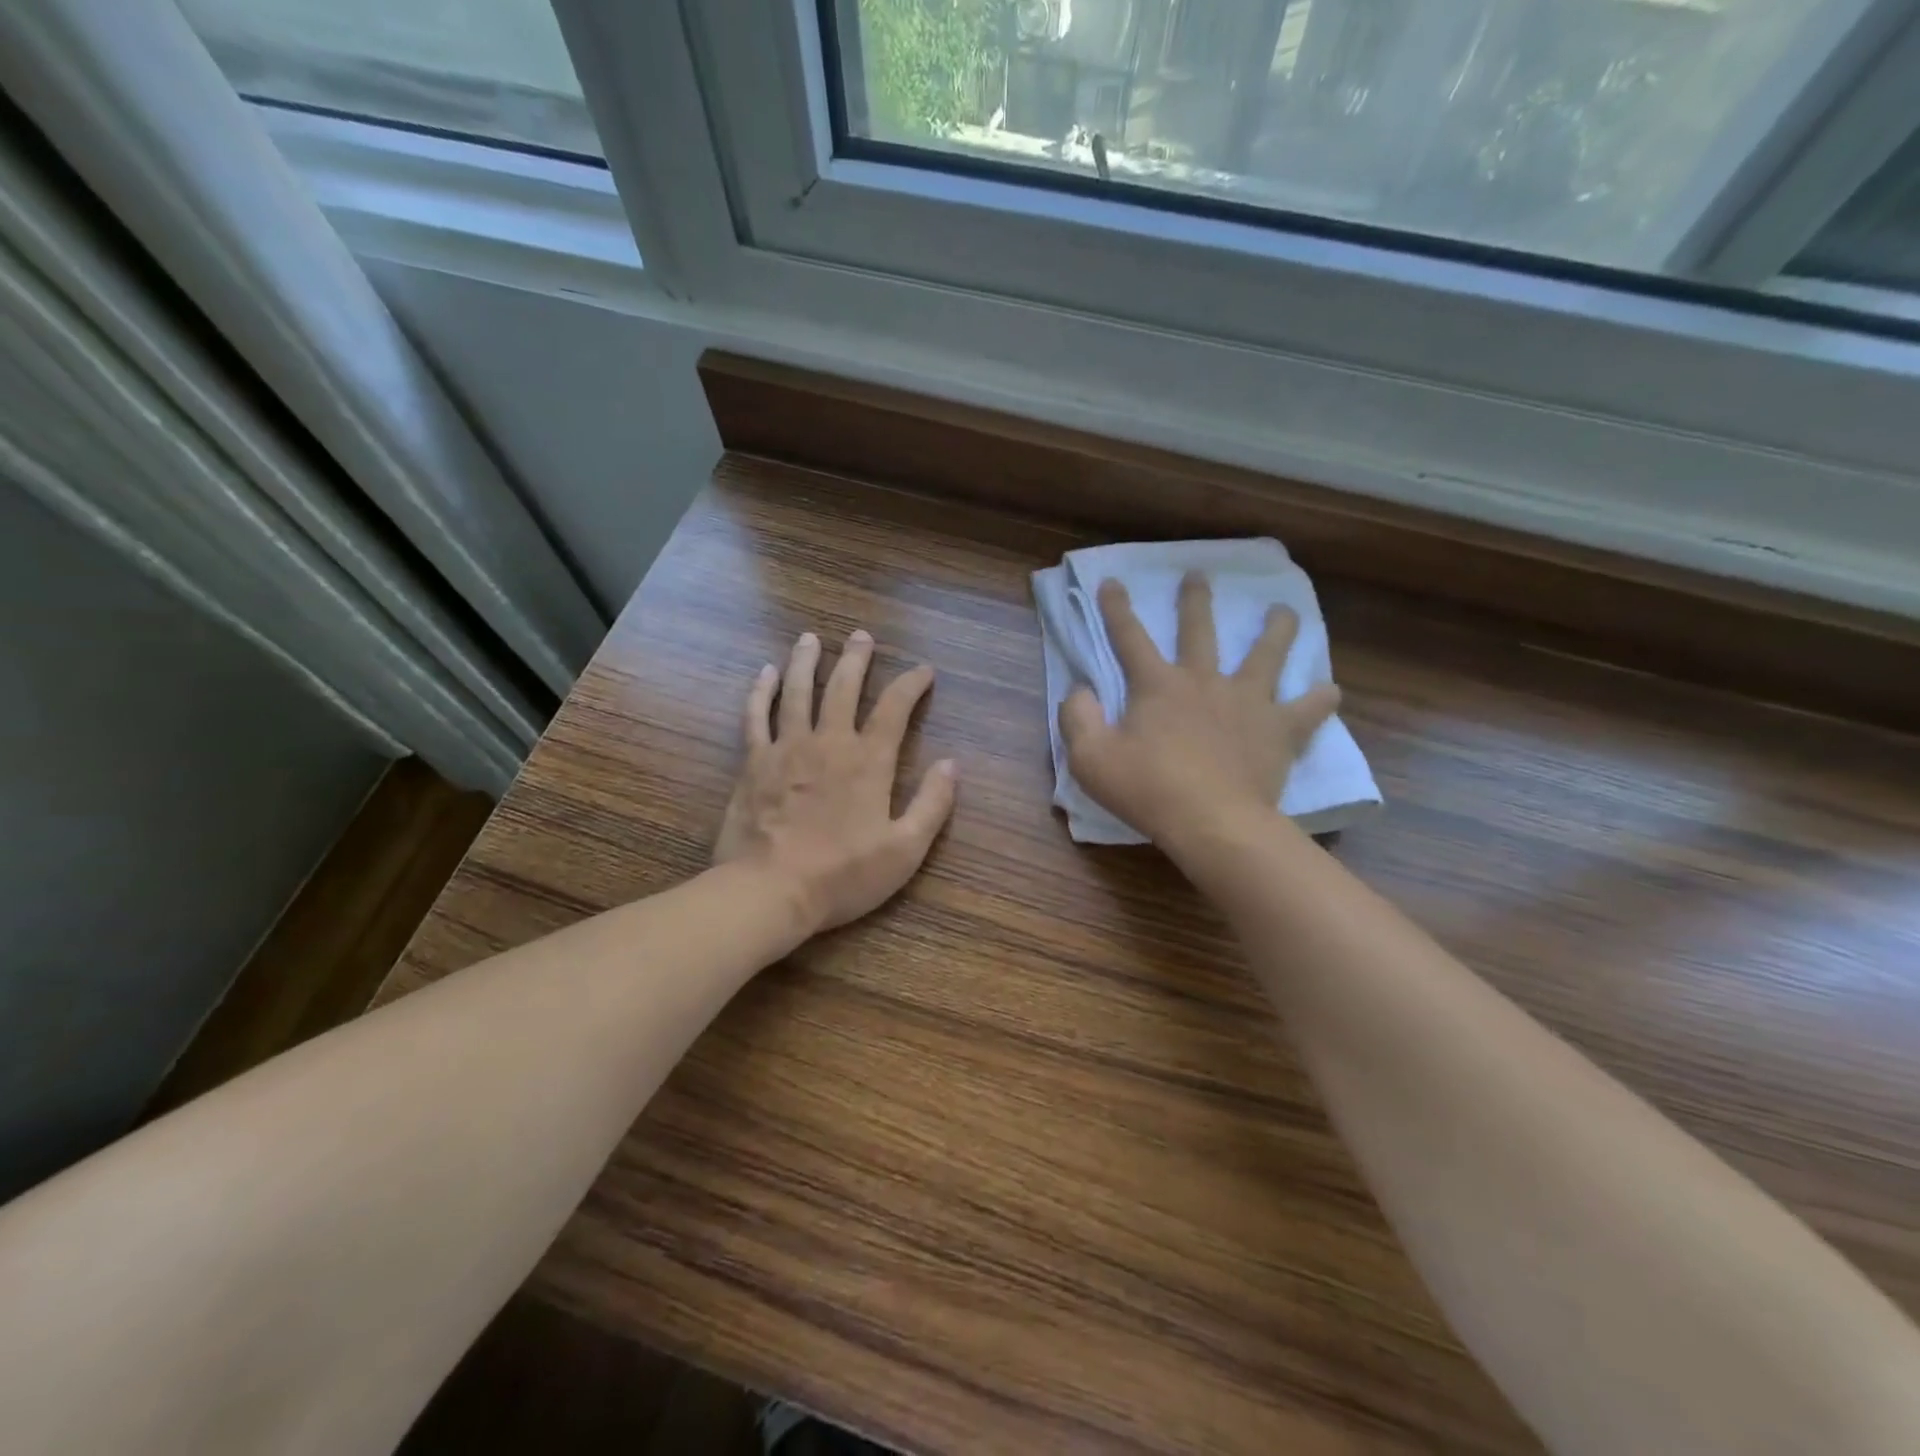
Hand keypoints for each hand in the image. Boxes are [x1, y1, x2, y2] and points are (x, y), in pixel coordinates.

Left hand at [715, 629, 956, 936]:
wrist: (770, 891)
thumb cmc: (843, 875)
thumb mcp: (904, 850)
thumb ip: (932, 805)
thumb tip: (951, 764)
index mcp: (868, 761)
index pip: (895, 708)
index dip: (911, 684)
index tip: (923, 670)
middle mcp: (829, 742)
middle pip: (843, 687)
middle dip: (856, 659)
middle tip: (861, 636)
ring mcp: (786, 748)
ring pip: (797, 691)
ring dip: (805, 662)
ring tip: (810, 638)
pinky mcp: (753, 762)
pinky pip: (756, 716)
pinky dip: (760, 692)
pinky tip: (763, 673)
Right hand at [1059, 572, 1339, 850]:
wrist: (1213, 822)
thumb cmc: (1147, 790)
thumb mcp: (1090, 758)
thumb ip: (1078, 718)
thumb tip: (1081, 691)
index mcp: (1157, 686)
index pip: (1130, 637)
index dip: (1117, 609)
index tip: (1113, 581)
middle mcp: (1204, 681)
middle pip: (1200, 631)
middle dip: (1195, 601)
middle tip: (1199, 575)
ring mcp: (1247, 702)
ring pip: (1266, 655)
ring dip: (1275, 630)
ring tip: (1284, 611)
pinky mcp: (1280, 730)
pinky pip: (1308, 709)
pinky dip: (1319, 699)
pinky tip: (1330, 691)